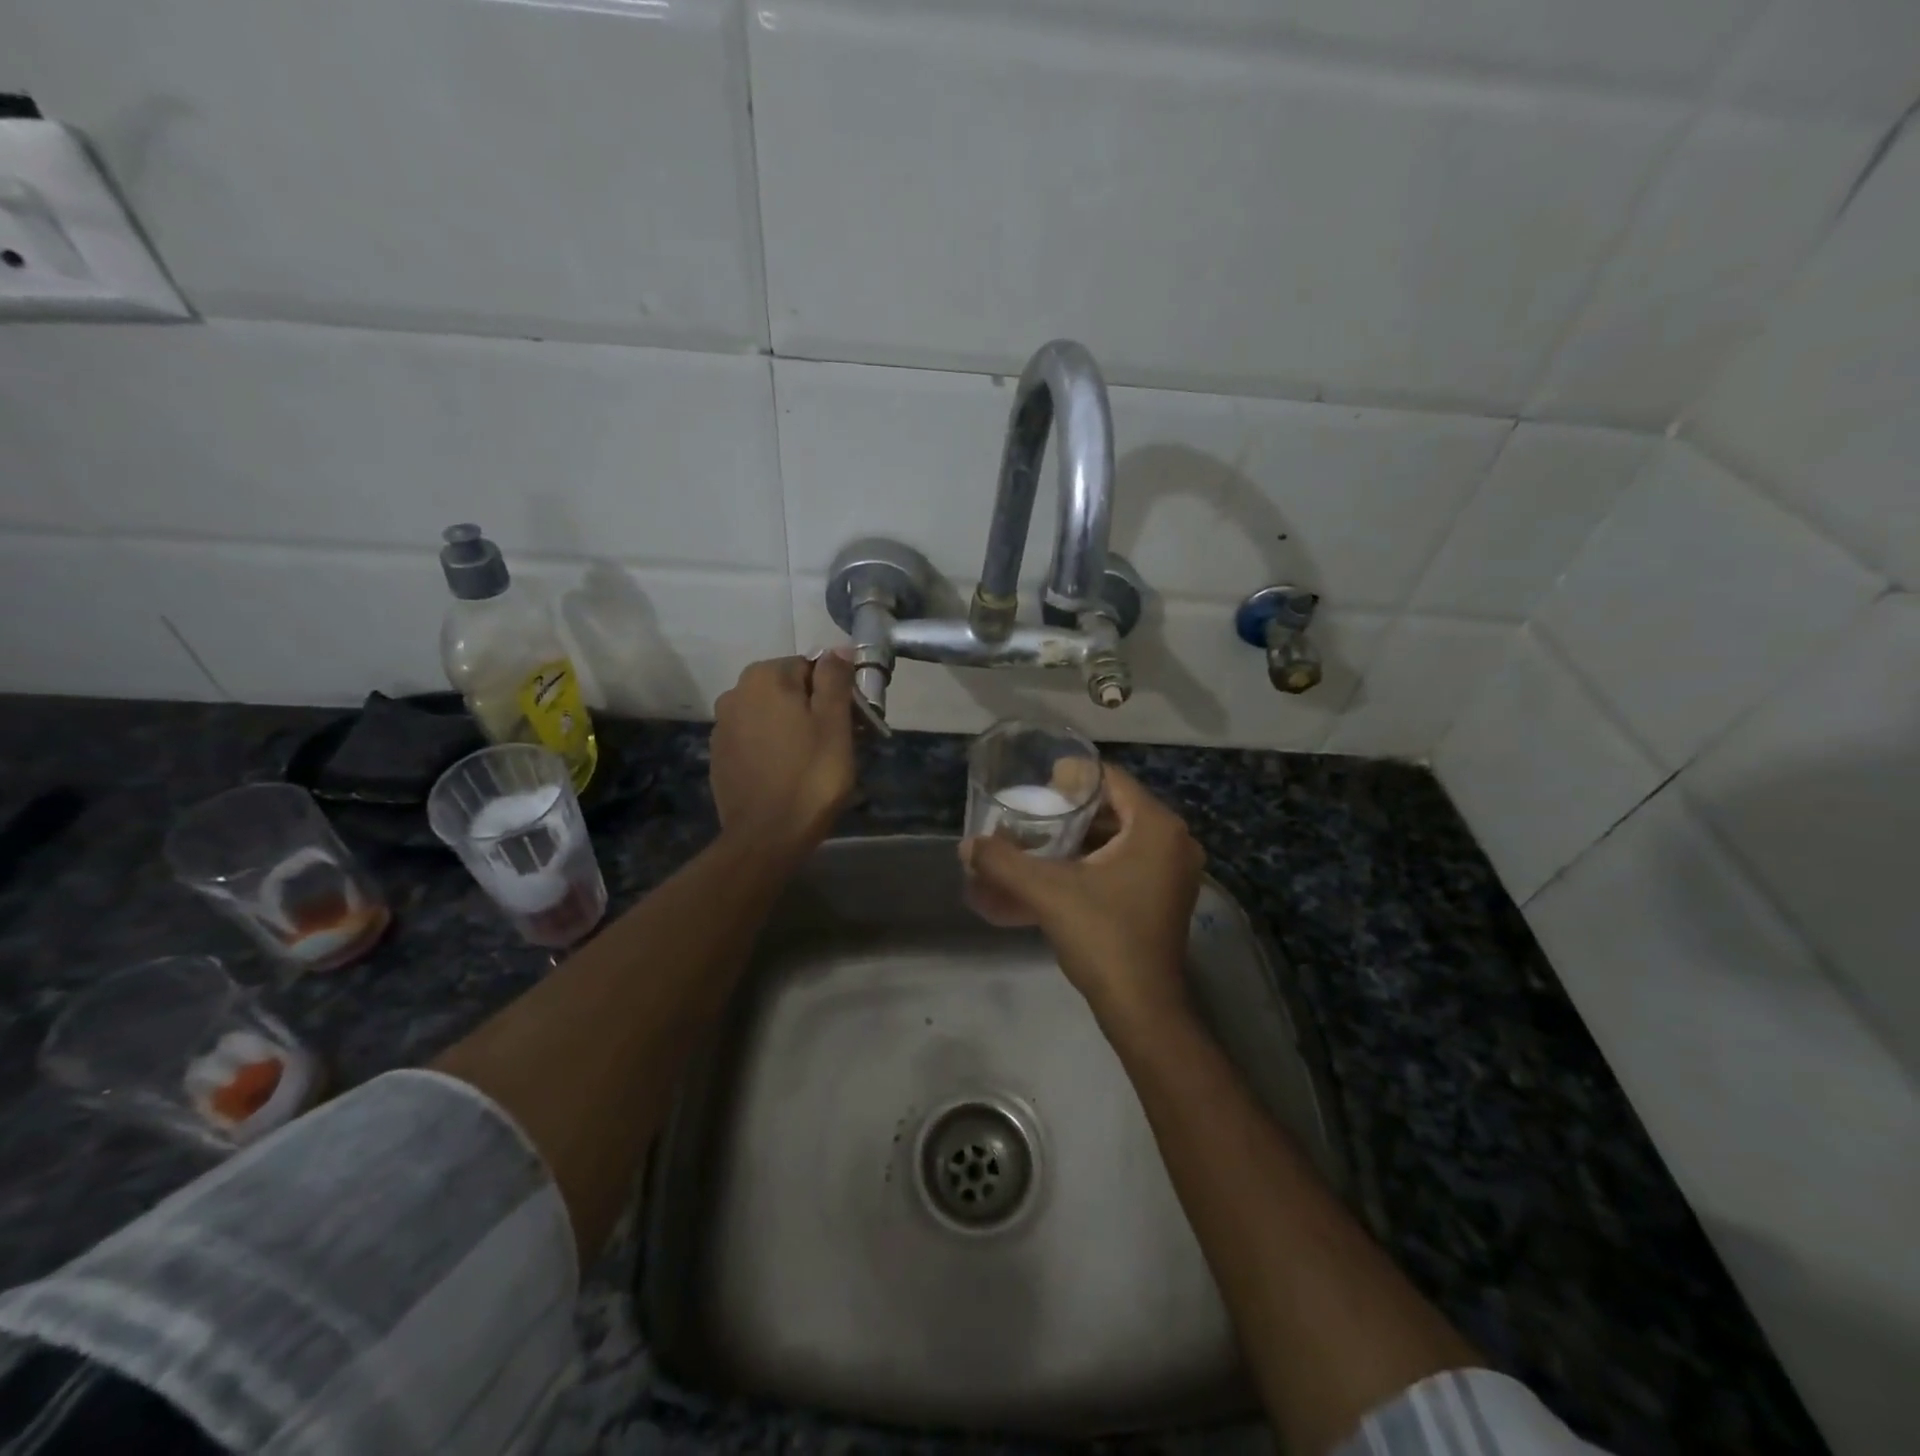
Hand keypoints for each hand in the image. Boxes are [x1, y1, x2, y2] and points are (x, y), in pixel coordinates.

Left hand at [710, 654, 855, 852]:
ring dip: (792, 727)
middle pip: (788, 689)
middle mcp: (736, 693)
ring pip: (770, 714)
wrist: (766, 837)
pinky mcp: (719, 755)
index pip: (811, 666)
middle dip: (814, 708)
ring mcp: (722, 726)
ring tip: (813, 761)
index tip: (852, 722)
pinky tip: (787, 773)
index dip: (836, 692)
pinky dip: (772, 747)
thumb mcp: (834, 723)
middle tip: (837, 743)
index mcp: (765, 677)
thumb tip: (837, 649)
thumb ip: (835, 679)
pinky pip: (755, 739)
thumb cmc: (810, 776)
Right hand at [962, 766, 1203, 1026]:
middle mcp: (1174, 841)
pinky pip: (1128, 859)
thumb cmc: (1102, 938)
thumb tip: (966, 846)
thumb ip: (1004, 863)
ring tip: (1041, 838)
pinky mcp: (1166, 895)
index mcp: (1156, 827)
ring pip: (1121, 835)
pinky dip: (1095, 859)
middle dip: (1072, 809)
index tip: (1037, 785)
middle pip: (1116, 806)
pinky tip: (1060, 869)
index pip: (1111, 779)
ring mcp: (1174, 870)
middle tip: (1034, 812)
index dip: (1071, 777)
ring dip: (1081, 835)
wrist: (1141, 1008)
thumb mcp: (1047, 892)